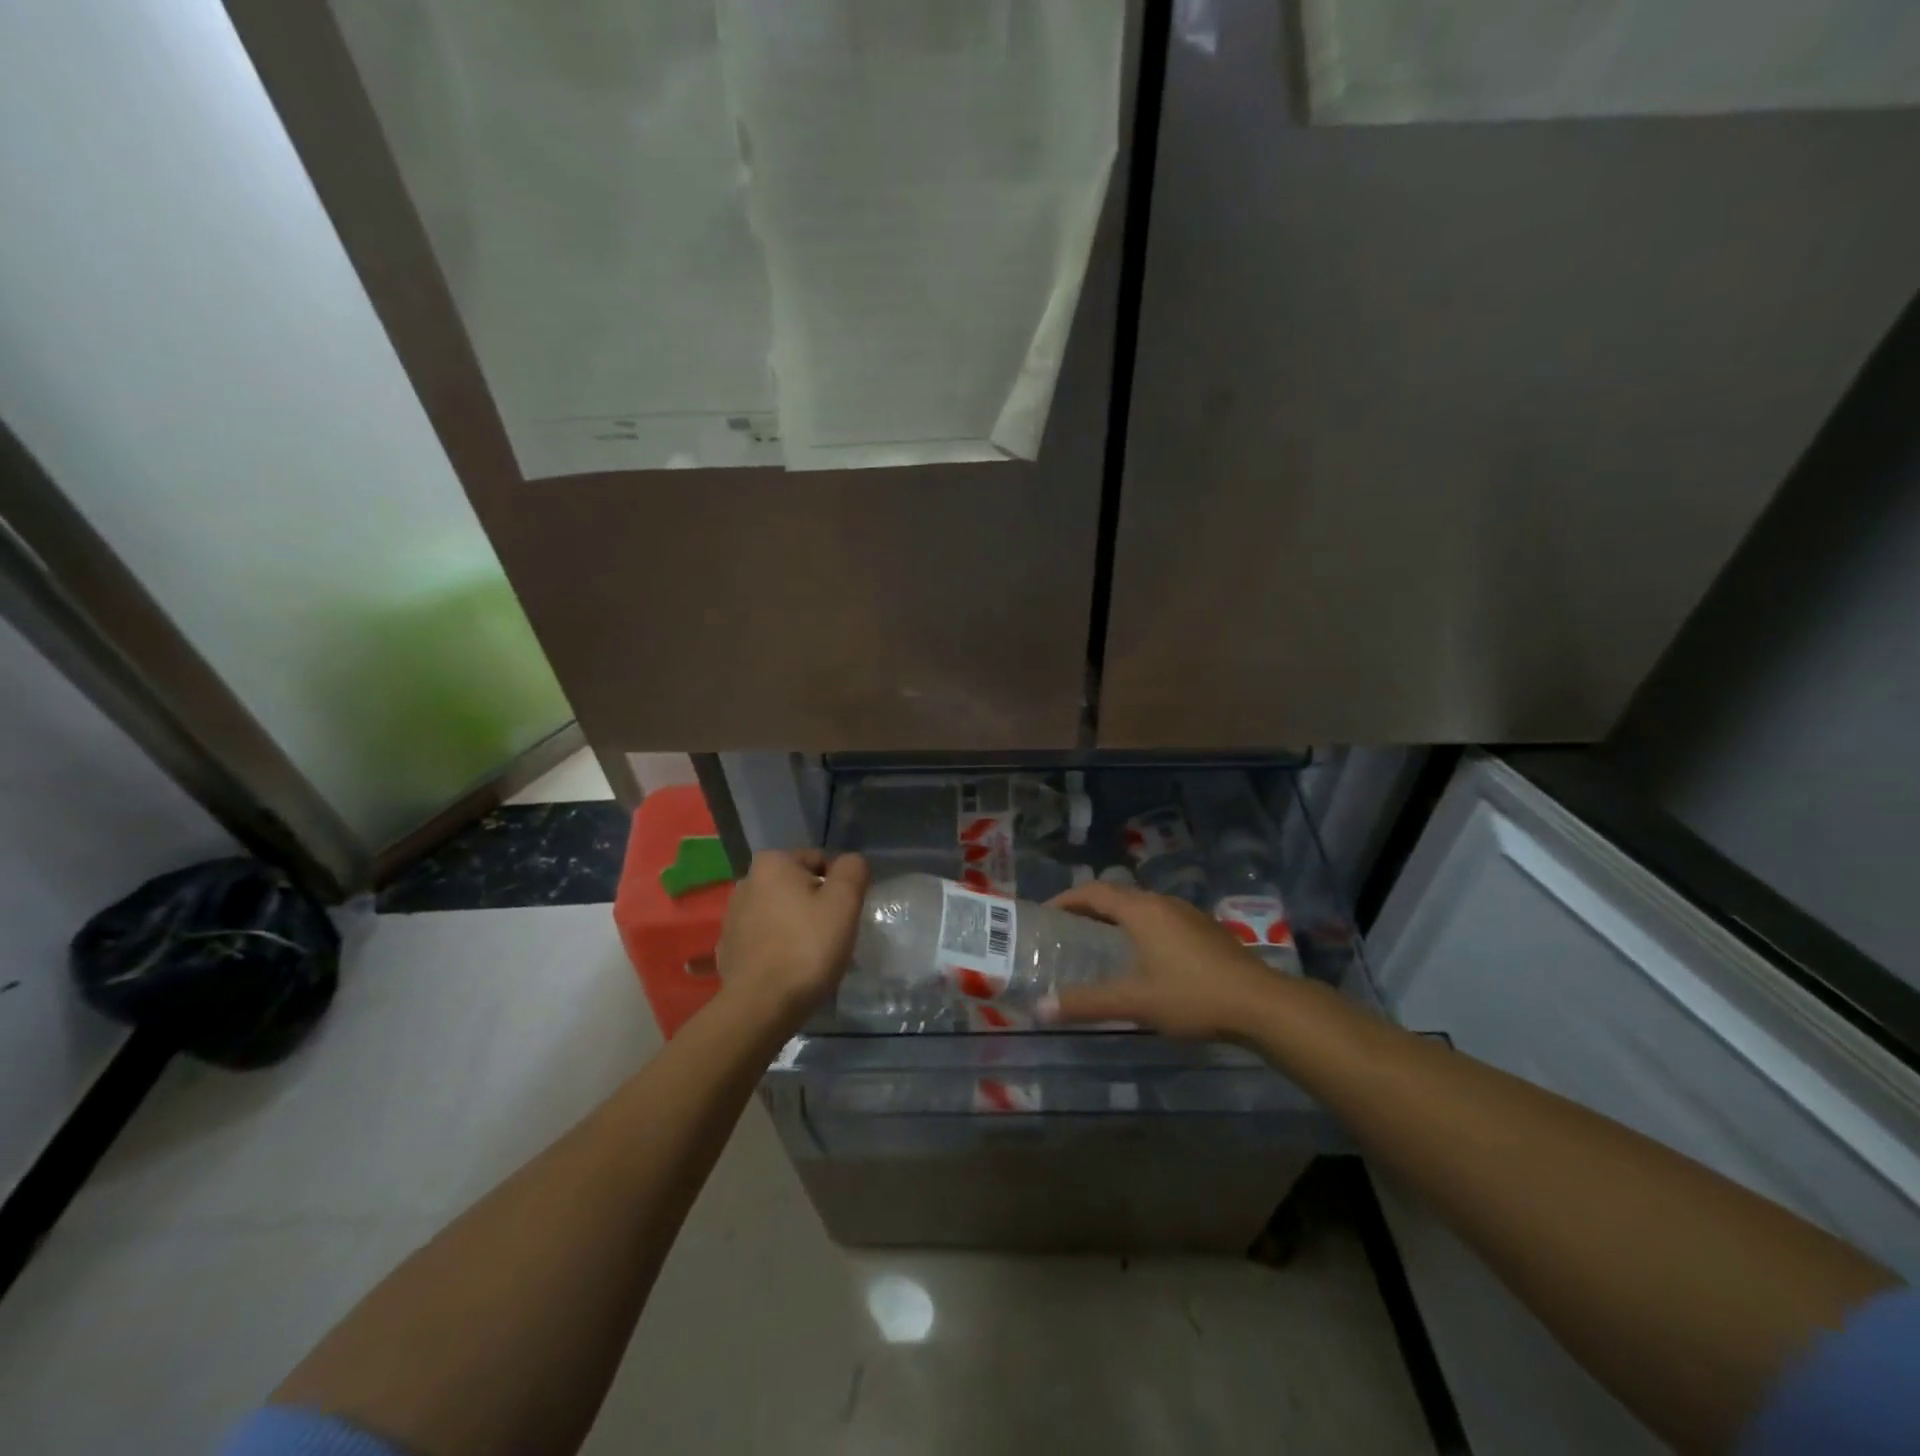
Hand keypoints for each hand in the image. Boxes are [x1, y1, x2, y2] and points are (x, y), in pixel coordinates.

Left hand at [716, 850, 869, 1028]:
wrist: (760, 1007)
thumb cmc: (806, 947)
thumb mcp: (844, 902)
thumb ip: (853, 871)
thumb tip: (851, 862)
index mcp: (772, 863)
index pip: (819, 861)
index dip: (838, 887)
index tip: (842, 916)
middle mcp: (746, 882)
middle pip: (797, 886)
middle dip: (815, 905)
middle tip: (830, 936)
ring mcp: (732, 917)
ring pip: (780, 913)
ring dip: (796, 926)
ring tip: (810, 956)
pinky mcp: (728, 948)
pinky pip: (764, 939)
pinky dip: (778, 947)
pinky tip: (789, 969)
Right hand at [1040, 880, 1284, 1039]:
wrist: (1261, 1004)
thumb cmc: (1192, 996)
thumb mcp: (1135, 1002)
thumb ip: (1087, 1003)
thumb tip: (1040, 1009)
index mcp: (1141, 910)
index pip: (1093, 892)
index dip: (1066, 899)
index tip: (1045, 913)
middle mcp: (1162, 902)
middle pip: (1116, 895)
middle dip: (1089, 907)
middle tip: (1067, 929)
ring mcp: (1188, 914)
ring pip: (1141, 906)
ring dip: (1116, 916)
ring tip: (1100, 941)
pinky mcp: (1205, 929)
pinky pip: (1160, 918)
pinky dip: (1139, 927)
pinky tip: (1144, 956)